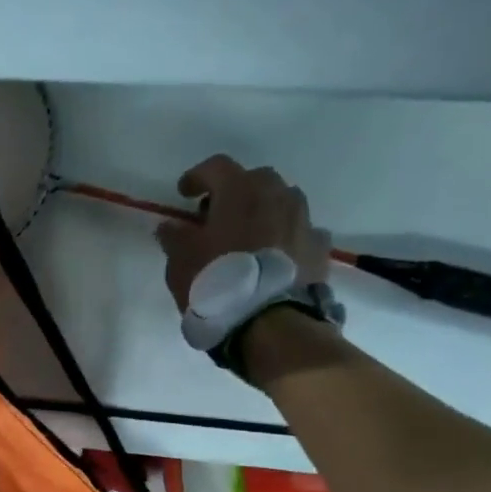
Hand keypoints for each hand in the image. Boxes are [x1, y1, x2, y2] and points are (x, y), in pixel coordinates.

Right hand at [155, 155, 334, 311]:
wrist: (272, 324)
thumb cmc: (218, 284)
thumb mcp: (181, 263)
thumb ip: (174, 238)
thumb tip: (170, 227)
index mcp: (240, 190)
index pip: (216, 167)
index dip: (197, 177)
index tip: (184, 193)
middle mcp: (277, 195)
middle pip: (255, 181)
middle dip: (235, 194)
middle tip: (219, 217)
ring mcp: (303, 220)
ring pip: (282, 203)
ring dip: (265, 213)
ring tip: (250, 239)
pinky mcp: (320, 247)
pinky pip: (300, 233)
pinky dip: (287, 239)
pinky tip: (277, 259)